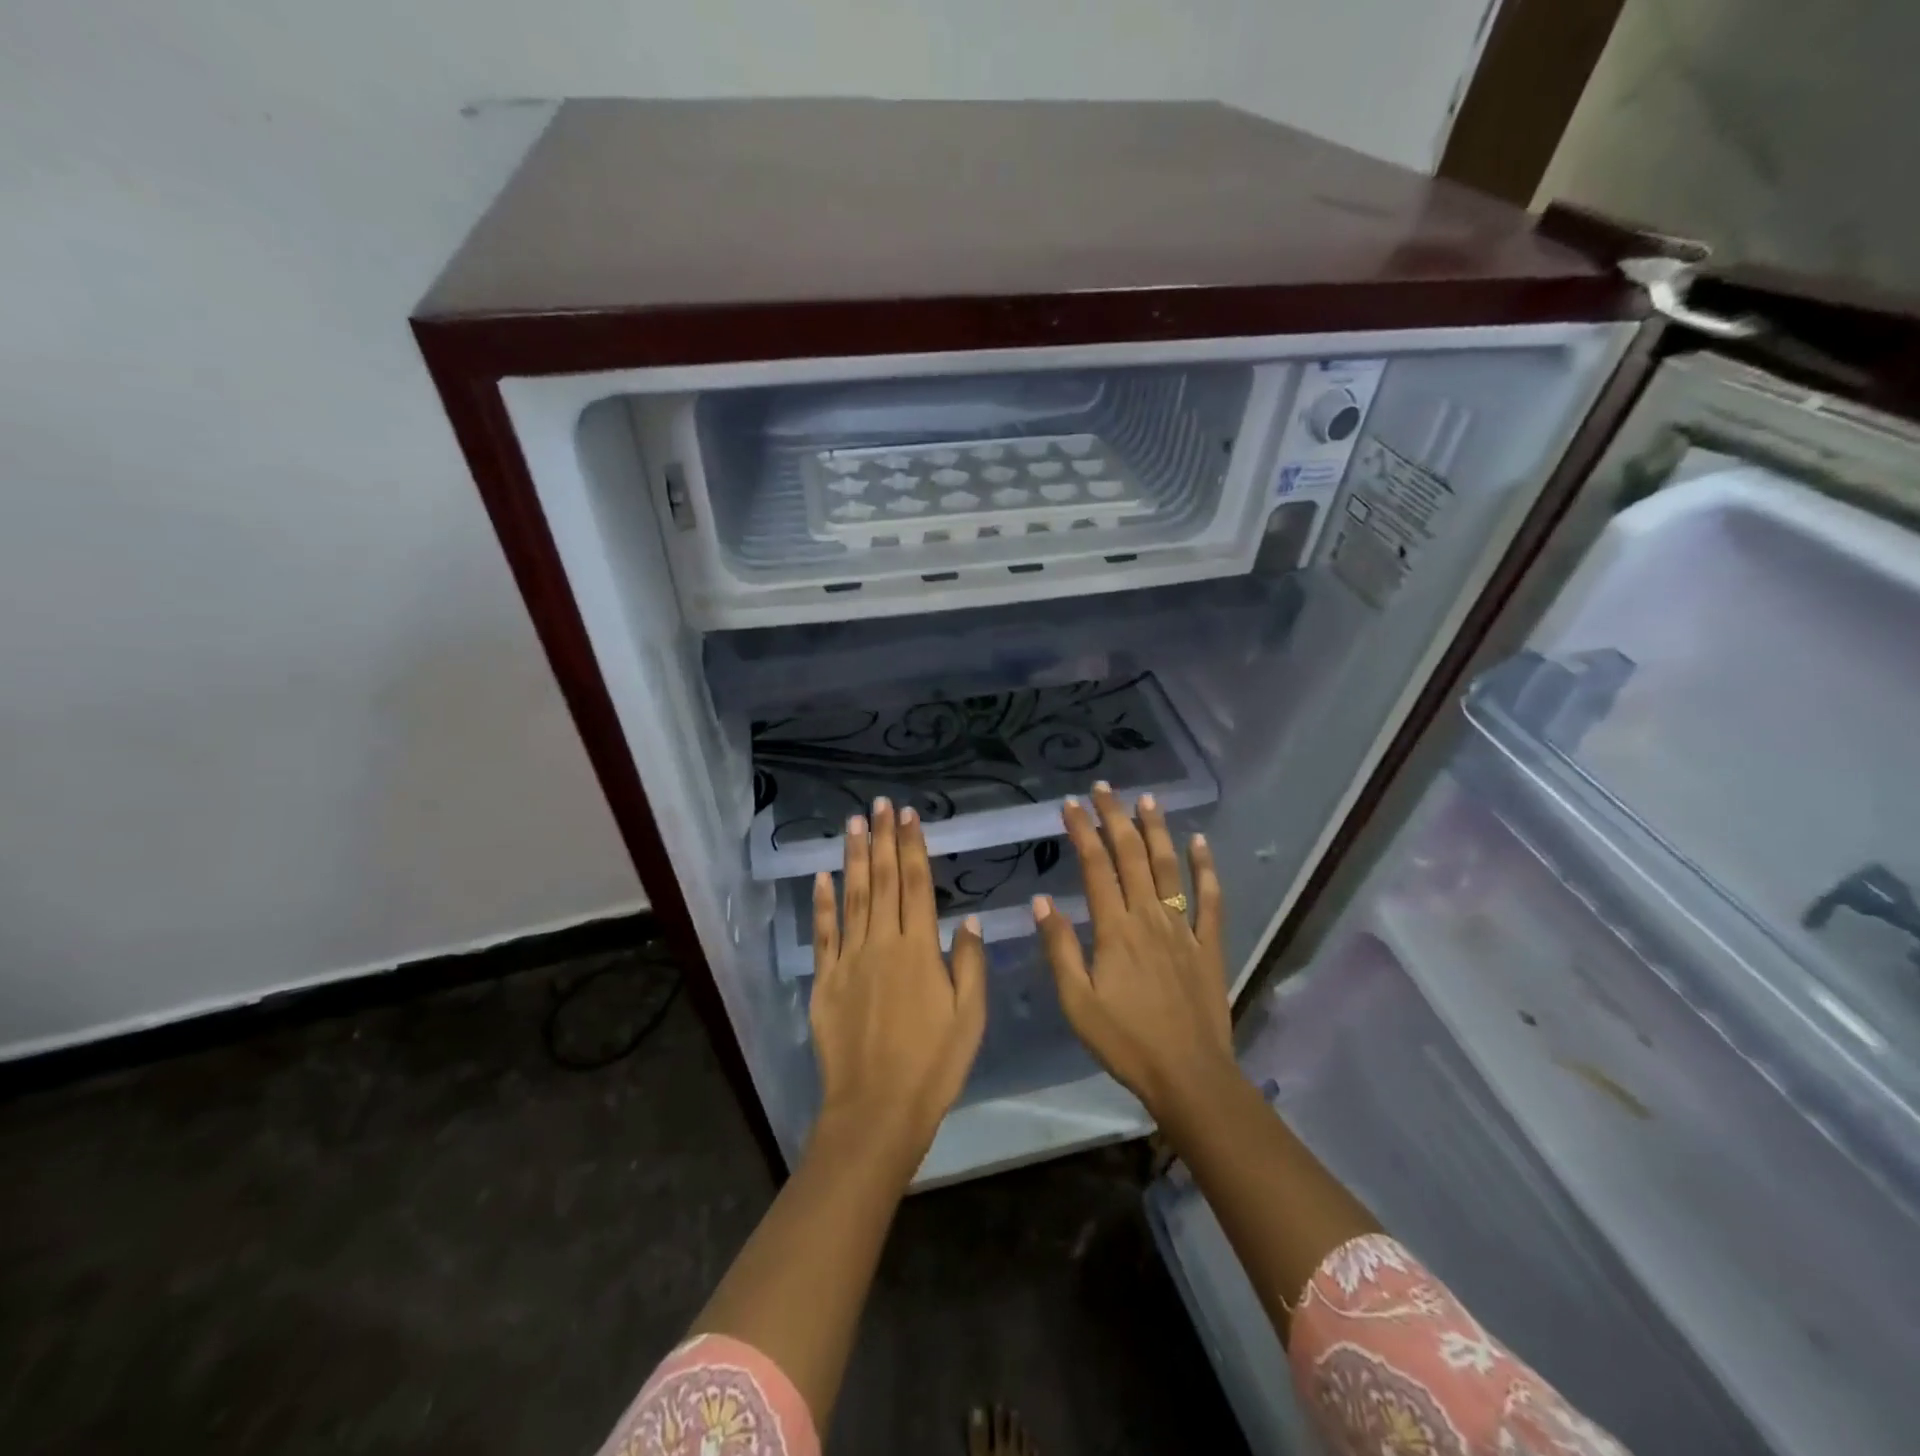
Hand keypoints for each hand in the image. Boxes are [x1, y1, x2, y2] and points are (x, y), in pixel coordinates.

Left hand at [809, 798, 987, 1160]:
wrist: (876, 1110)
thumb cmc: (933, 1065)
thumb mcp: (969, 1018)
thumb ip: (968, 964)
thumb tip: (969, 920)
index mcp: (919, 950)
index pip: (915, 885)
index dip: (912, 847)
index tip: (909, 816)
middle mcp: (882, 944)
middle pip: (882, 881)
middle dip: (882, 839)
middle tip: (881, 804)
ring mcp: (849, 960)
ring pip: (852, 897)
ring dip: (853, 858)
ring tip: (854, 824)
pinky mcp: (826, 981)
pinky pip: (823, 934)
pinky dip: (821, 903)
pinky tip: (821, 876)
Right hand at [1033, 782, 1233, 1121]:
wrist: (1189, 1076)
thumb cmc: (1125, 1042)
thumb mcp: (1077, 1002)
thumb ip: (1059, 949)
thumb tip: (1042, 900)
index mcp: (1114, 930)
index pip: (1095, 867)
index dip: (1082, 832)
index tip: (1070, 804)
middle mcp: (1149, 918)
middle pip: (1131, 856)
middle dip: (1115, 819)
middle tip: (1105, 788)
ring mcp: (1183, 929)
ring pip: (1169, 868)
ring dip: (1157, 831)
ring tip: (1147, 800)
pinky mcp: (1209, 945)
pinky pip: (1210, 899)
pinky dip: (1206, 868)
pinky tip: (1200, 843)